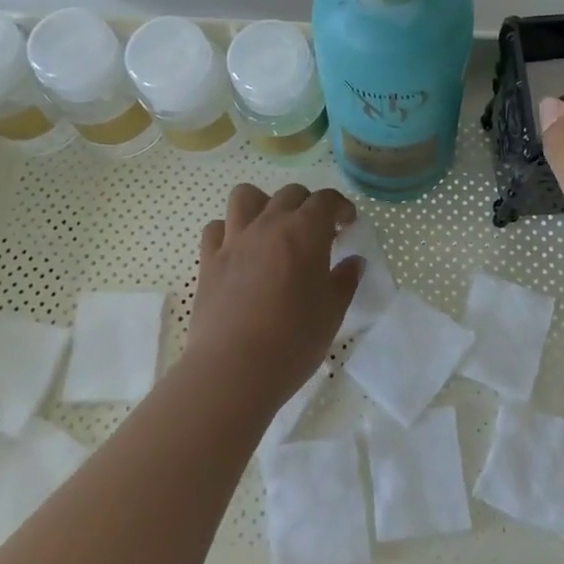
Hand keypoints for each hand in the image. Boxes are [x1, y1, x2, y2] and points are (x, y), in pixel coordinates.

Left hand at [185, 183, 360, 406]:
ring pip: (246, 196)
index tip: (347, 223)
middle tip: (315, 232)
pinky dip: (228, 231)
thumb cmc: (293, 340)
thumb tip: (354, 262)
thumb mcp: (332, 312)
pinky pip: (216, 228)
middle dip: (307, 205)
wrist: (233, 370)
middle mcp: (269, 224)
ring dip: (263, 204)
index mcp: (305, 231)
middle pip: (290, 193)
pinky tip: (238, 251)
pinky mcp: (209, 260)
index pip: (326, 200)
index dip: (340, 207)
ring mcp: (235, 239)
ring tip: (272, 229)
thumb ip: (345, 280)